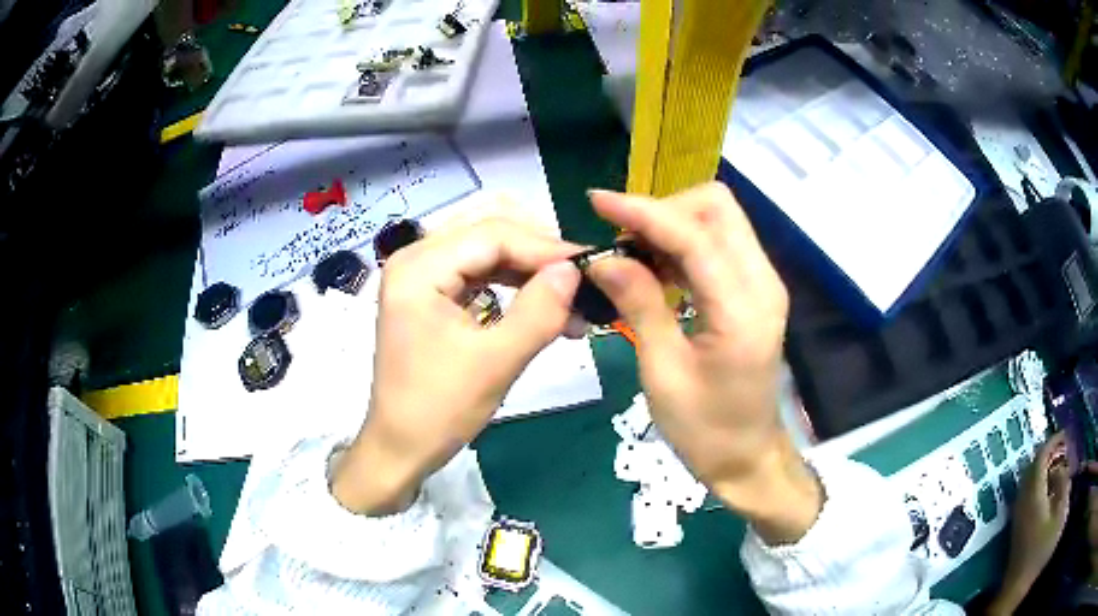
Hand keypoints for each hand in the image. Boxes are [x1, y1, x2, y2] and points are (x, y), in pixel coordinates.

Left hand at [332, 216, 581, 514]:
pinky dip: (514, 280)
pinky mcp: (431, 290)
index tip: (590, 268)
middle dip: (539, 250)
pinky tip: (542, 303)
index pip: (493, 234)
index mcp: (419, 268)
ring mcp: (422, 272)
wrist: (401, 447)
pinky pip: (480, 268)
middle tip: (579, 281)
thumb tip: (574, 270)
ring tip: (569, 298)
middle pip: (489, 228)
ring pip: (488, 245)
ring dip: (530, 266)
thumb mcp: (495, 364)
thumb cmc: (438, 410)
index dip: (546, 248)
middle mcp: (416, 257)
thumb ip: (538, 313)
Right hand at [586, 183, 820, 543]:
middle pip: (717, 207)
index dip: (644, 212)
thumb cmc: (705, 430)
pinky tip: (655, 267)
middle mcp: (762, 283)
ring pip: (718, 219)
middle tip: (620, 239)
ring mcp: (763, 283)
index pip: (694, 236)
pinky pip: (719, 243)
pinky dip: (684, 243)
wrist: (749, 456)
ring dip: (671, 224)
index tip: (597, 202)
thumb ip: (639, 305)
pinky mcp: (755, 290)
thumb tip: (603, 258)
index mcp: (742, 310)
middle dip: (664, 210)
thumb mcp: (663, 373)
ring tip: (630, 254)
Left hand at [990, 432, 1070, 614]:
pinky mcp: (1016, 525)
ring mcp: (1017, 514)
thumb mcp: (1060, 514)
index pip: (1039, 458)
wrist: (1017, 585)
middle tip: (1062, 447)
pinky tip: (1047, 487)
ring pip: (1028, 479)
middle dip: (1047, 452)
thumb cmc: (1041, 550)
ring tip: (1057, 463)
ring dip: (1042, 467)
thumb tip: (1061, 466)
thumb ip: (1063, 485)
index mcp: (1033, 495)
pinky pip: (1026, 492)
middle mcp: (1021, 500)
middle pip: (1031, 466)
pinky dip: (1038, 481)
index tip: (1064, 434)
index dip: (1052, 442)